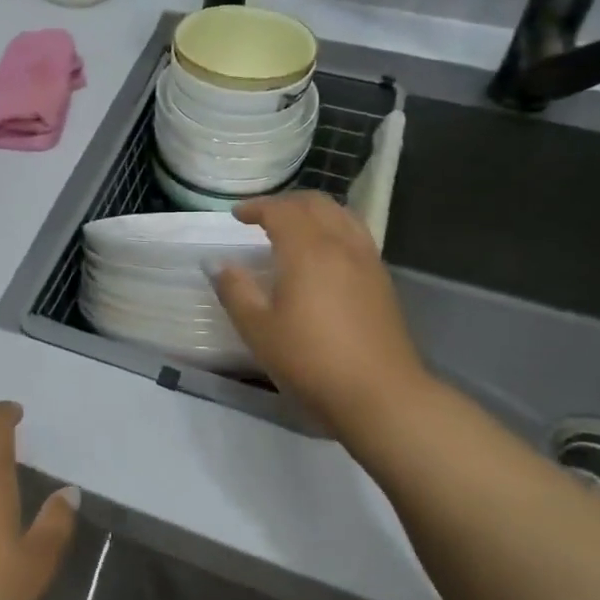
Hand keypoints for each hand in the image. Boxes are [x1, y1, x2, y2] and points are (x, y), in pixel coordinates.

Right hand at [213, 192, 433, 445]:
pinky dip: (334, 229)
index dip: (256, 207)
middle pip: (315, 204)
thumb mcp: (258, 329)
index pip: (280, 210)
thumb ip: (235, 290)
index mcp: (307, 250)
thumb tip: (217, 263)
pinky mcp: (383, 281)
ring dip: (314, 212)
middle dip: (286, 204)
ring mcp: (367, 261)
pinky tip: (324, 255)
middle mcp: (340, 244)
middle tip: (262, 218)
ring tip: (295, 229)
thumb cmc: (310, 360)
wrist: (380, 395)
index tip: (237, 216)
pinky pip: (356, 235)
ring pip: (341, 215)